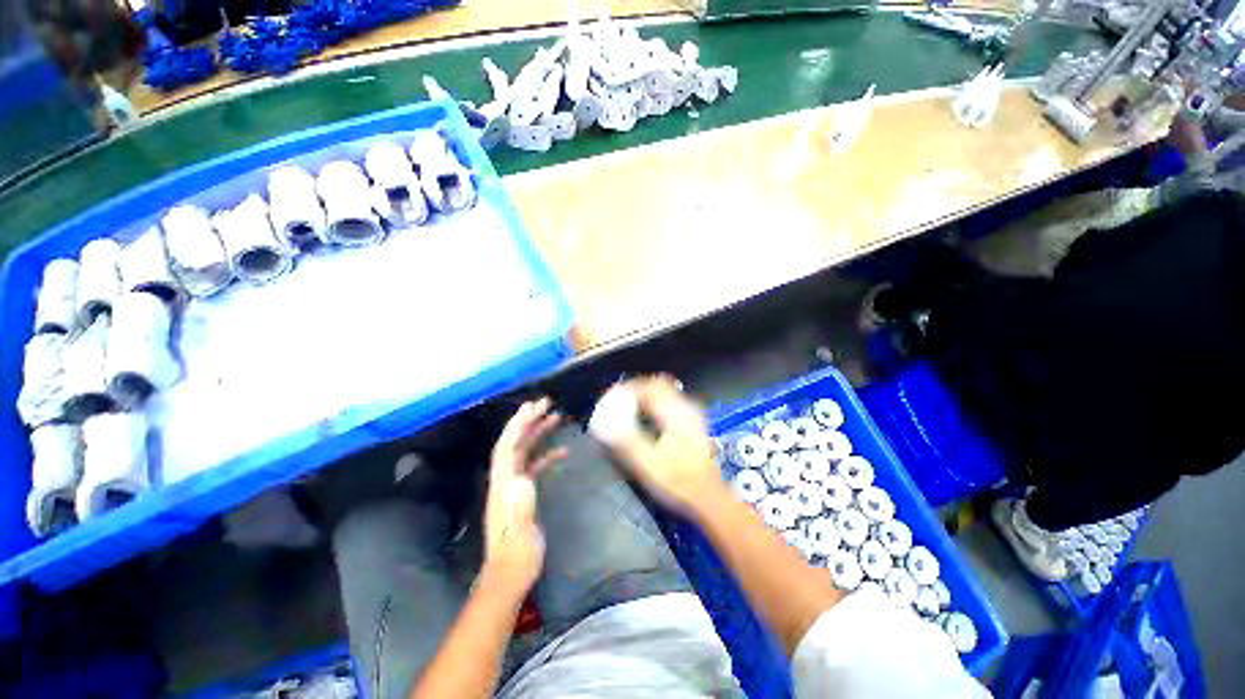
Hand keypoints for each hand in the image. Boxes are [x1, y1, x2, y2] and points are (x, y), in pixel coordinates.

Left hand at [483, 398, 566, 592]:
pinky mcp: (524, 493)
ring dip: (538, 432)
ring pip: (526, 451)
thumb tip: (523, 478)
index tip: (532, 406)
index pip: (507, 445)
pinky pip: (535, 466)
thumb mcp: (520, 529)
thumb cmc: (517, 551)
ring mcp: (514, 485)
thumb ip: (520, 503)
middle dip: (529, 420)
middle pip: (515, 442)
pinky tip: (563, 451)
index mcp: (502, 482)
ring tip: (555, 417)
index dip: (518, 423)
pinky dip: (547, 455)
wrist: (511, 572)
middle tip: (546, 403)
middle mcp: (506, 478)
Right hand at [594, 375, 725, 515]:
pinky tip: (647, 420)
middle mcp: (685, 407)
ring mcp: (692, 414)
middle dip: (636, 390)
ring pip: (665, 392)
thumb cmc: (678, 481)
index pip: (649, 385)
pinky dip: (655, 404)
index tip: (613, 398)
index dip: (628, 388)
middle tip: (619, 401)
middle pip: (658, 384)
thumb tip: (604, 423)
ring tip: (628, 409)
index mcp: (674, 413)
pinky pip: (670, 402)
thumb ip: (625, 440)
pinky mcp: (693, 423)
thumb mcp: (647, 463)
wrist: (710, 497)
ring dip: (646, 396)